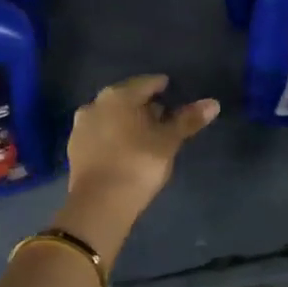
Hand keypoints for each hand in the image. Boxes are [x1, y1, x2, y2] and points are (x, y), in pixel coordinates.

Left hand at [59, 75, 218, 253]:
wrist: (99, 204)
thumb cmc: (138, 164)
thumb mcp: (168, 142)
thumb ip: (187, 120)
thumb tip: (213, 103)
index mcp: (119, 96)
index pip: (146, 83)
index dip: (162, 87)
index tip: (173, 93)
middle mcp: (96, 103)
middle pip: (126, 98)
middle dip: (144, 105)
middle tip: (163, 117)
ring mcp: (81, 126)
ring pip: (111, 116)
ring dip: (127, 121)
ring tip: (145, 135)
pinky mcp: (74, 148)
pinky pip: (100, 134)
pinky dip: (114, 136)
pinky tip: (125, 149)